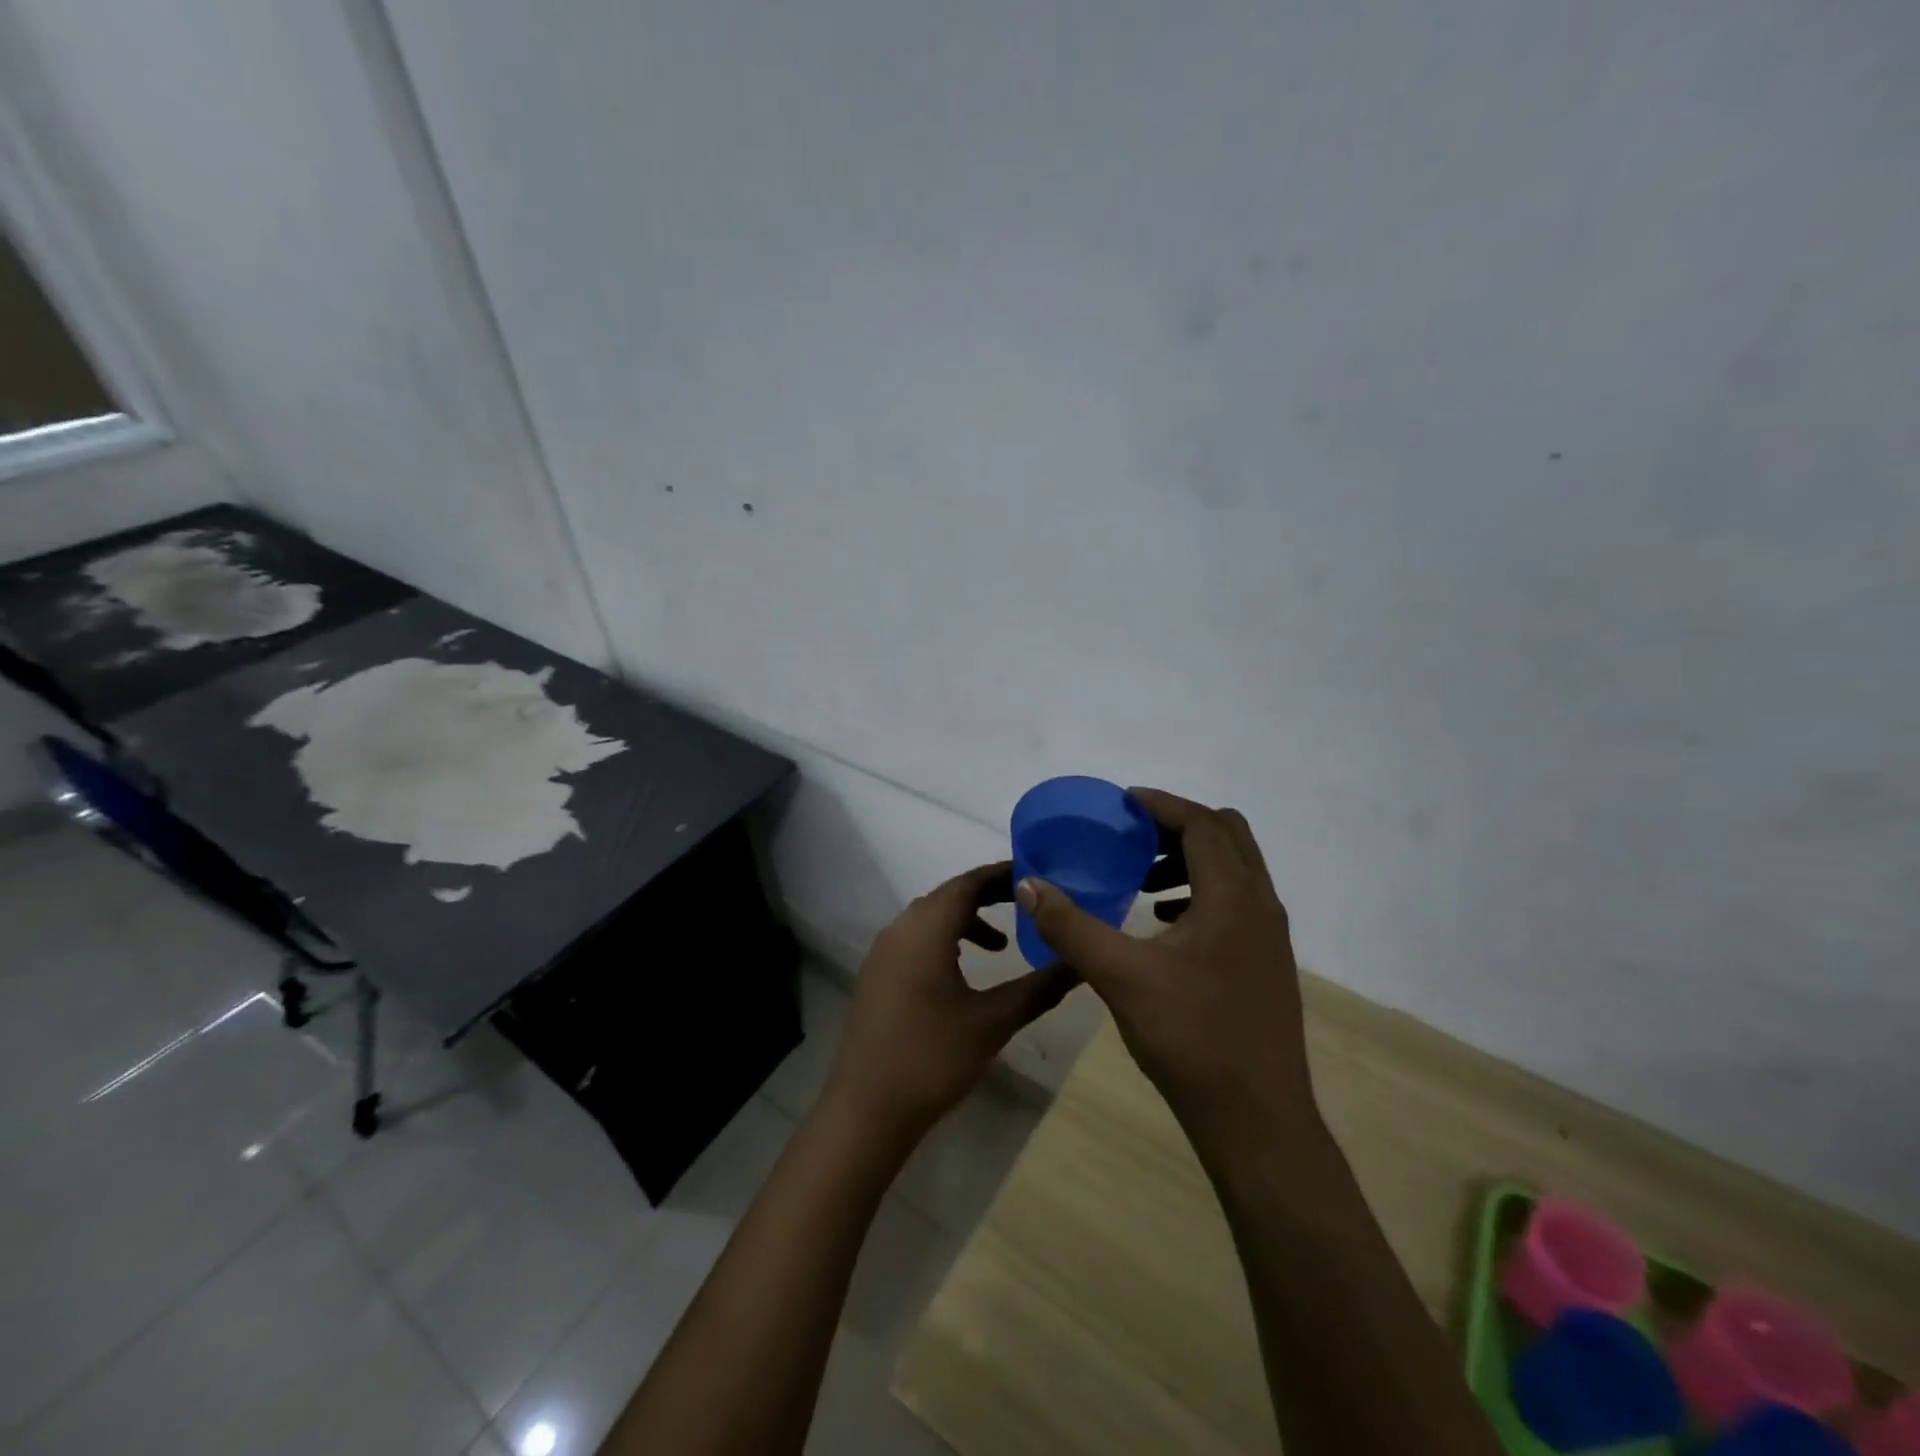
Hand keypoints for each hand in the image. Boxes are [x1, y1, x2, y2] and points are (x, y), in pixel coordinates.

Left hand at [825, 862, 1078, 1143]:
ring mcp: (883, 952)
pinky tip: (963, 972)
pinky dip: (945, 941)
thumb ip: (1039, 988)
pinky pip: (916, 939)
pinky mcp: (877, 975)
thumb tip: (1080, 964)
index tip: (1036, 875)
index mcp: (926, 928)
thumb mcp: (993, 1022)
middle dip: (988, 897)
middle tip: (1028, 906)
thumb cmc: (933, 1058)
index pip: (968, 883)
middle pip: (948, 896)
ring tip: (1001, 947)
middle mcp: (900, 929)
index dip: (1002, 875)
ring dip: (966, 922)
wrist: (867, 1109)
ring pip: (930, 918)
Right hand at [1016, 788, 1316, 1140]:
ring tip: (1140, 882)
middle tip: (1131, 838)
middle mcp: (1260, 906)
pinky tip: (1160, 925)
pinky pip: (1234, 903)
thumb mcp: (1120, 977)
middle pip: (1226, 836)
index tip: (1122, 803)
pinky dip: (1199, 894)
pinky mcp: (1265, 964)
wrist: (1257, 1120)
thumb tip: (1029, 884)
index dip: (1161, 805)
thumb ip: (1070, 926)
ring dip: (1189, 861)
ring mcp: (1268, 937)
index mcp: (1233, 898)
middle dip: (1177, 827)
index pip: (1202, 824)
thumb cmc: (1190, 1038)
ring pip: (1233, 871)